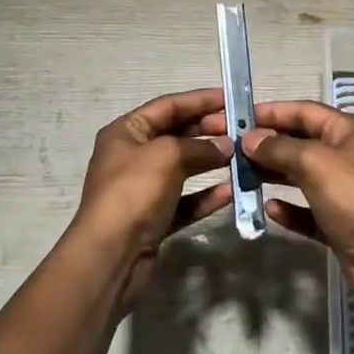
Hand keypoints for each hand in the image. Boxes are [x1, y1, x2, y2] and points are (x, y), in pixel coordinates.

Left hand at [73, 89, 233, 306]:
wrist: (111, 255)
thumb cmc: (134, 191)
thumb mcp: (167, 155)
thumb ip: (199, 146)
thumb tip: (225, 146)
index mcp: (126, 132)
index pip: (168, 106)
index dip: (199, 100)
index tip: (230, 98)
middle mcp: (132, 156)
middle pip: (176, 135)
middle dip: (208, 131)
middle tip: (241, 130)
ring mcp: (142, 189)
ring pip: (183, 168)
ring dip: (210, 162)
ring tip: (241, 157)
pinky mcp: (154, 218)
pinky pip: (184, 200)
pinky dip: (205, 195)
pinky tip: (230, 192)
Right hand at [199, 99, 353, 307]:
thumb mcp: (314, 163)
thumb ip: (279, 148)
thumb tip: (249, 139)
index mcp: (347, 130)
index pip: (303, 111)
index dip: (270, 113)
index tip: (237, 118)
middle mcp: (346, 155)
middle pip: (299, 142)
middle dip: (268, 145)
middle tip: (232, 150)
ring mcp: (343, 190)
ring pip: (300, 176)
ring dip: (273, 175)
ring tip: (240, 176)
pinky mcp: (338, 223)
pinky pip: (306, 210)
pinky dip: (288, 208)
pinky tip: (268, 210)